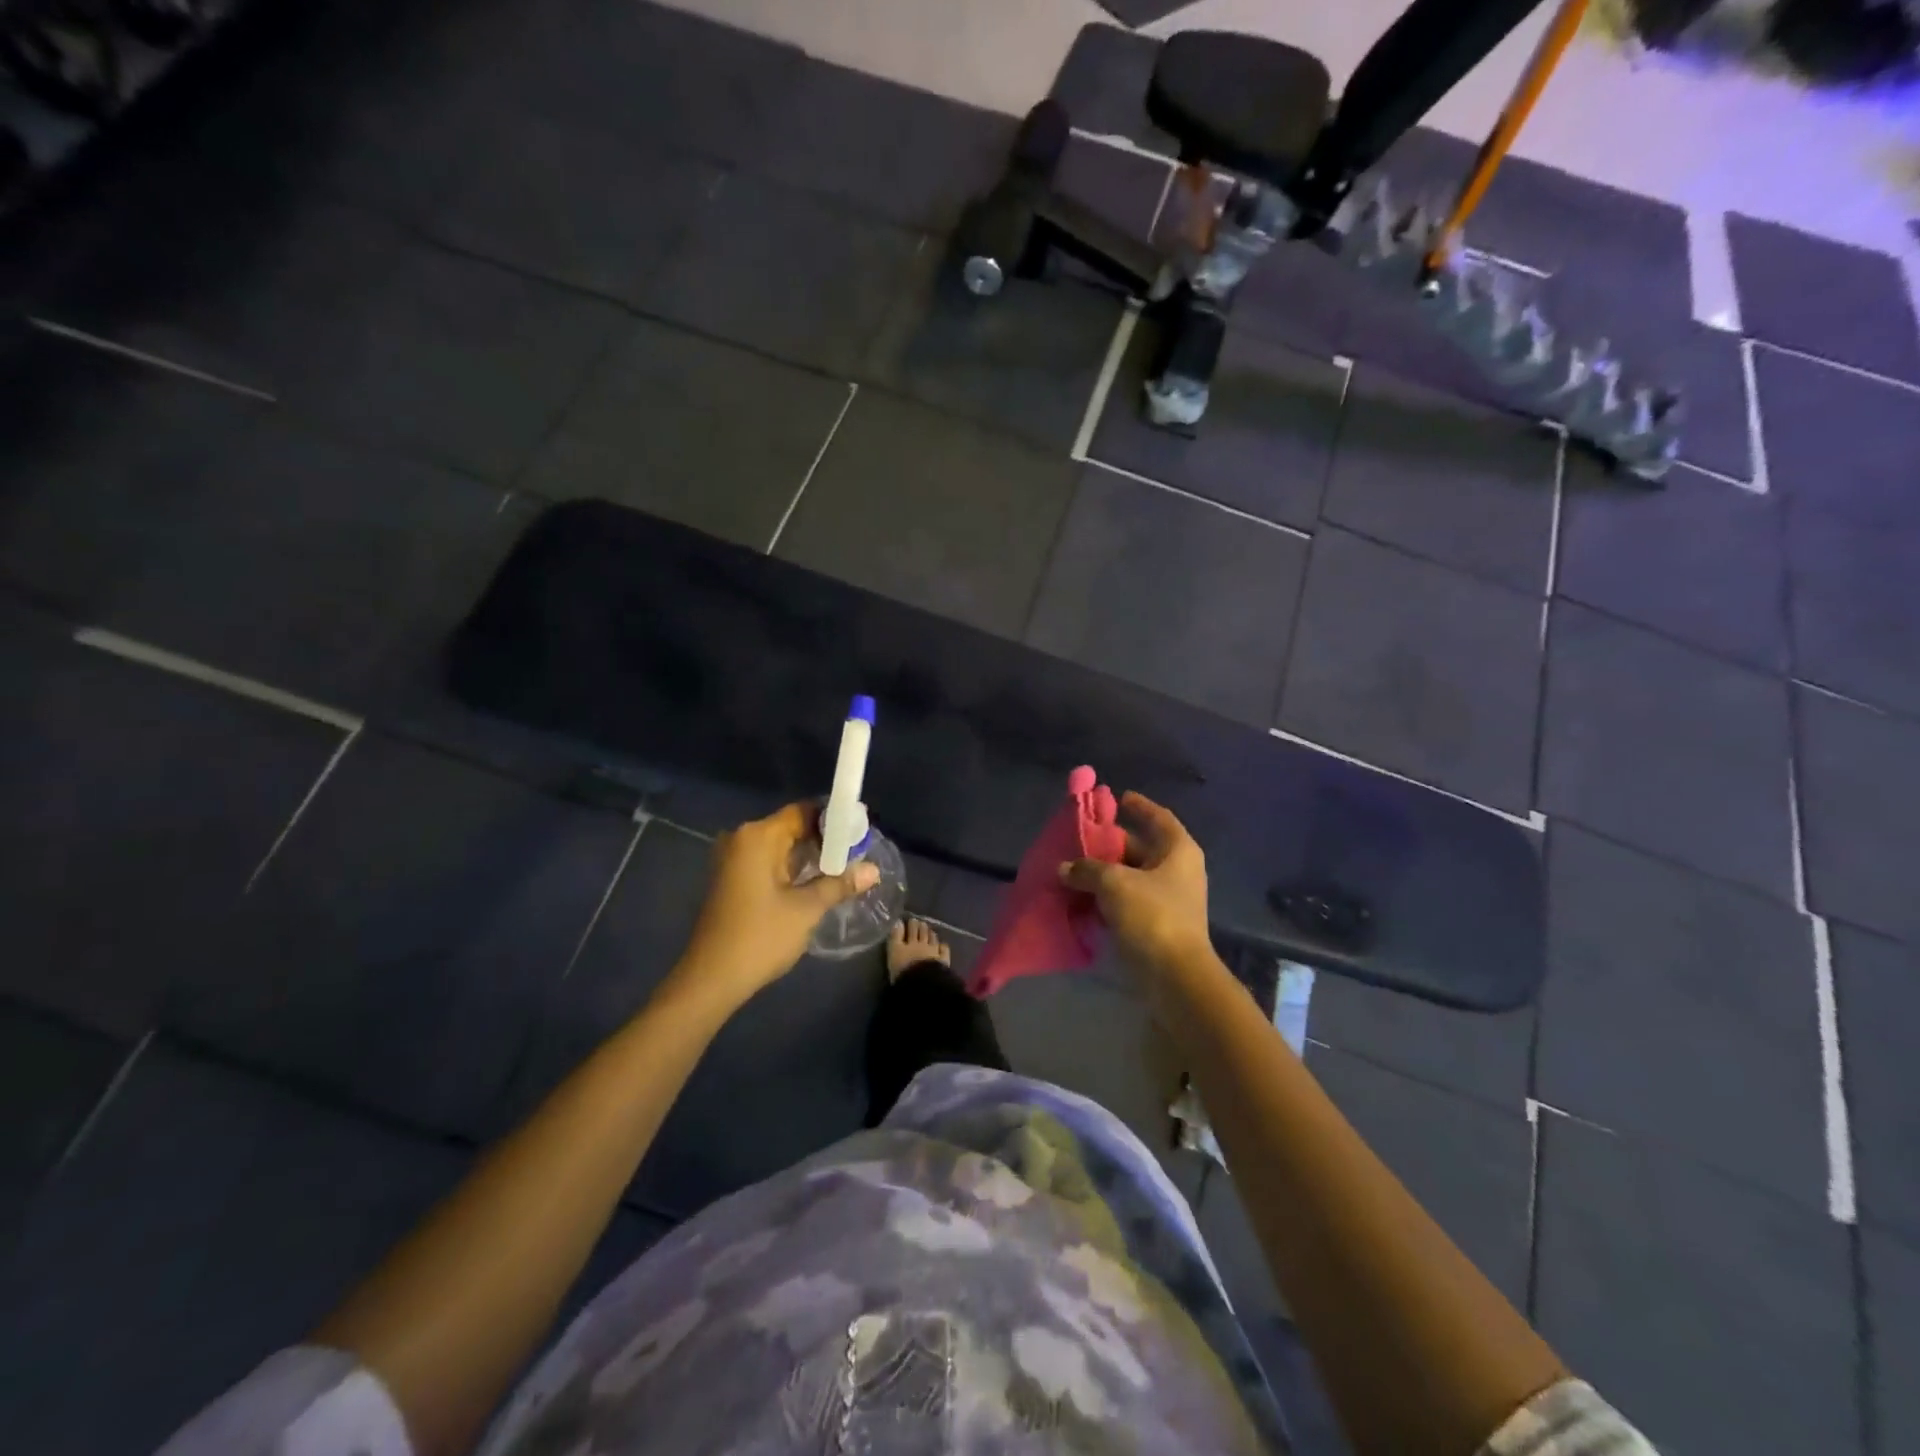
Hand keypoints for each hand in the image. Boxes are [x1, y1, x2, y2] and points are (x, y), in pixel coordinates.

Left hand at [673, 803, 879, 1008]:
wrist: (711, 979)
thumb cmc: (760, 937)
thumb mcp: (806, 909)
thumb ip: (840, 884)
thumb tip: (874, 870)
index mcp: (758, 837)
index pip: (803, 811)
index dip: (834, 818)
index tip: (861, 830)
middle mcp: (742, 839)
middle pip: (792, 827)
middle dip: (825, 839)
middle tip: (859, 851)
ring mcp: (733, 860)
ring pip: (781, 846)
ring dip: (810, 855)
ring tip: (845, 866)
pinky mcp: (732, 879)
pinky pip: (769, 862)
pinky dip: (792, 868)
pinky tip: (817, 881)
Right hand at [1060, 792, 1211, 979]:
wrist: (1174, 977)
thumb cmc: (1152, 916)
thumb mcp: (1114, 884)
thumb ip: (1087, 869)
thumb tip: (1064, 868)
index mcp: (1178, 851)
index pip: (1158, 817)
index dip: (1139, 806)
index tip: (1118, 798)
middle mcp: (1178, 871)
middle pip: (1142, 847)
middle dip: (1111, 844)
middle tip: (1081, 838)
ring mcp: (1169, 900)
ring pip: (1132, 877)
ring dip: (1105, 873)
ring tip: (1074, 867)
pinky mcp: (1157, 925)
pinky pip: (1128, 901)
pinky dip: (1108, 897)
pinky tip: (1082, 897)